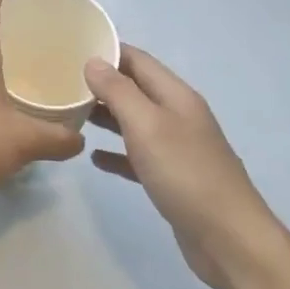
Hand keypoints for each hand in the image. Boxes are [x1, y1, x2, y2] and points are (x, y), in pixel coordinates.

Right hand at [84, 46, 283, 288]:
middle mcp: (177, 116)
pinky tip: (93, 157)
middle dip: (100, 83)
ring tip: (69, 114)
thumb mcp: (147, 125)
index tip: (69, 48)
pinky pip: (137, 156)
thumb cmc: (186, 174)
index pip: (137, 59)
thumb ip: (118, 91)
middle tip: (60, 83)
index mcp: (175, 96)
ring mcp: (176, 148)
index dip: (106, 50)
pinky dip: (116, 153)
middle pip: (134, 89)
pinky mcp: (171, 178)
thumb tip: (93, 61)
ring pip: (134, 122)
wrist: (229, 240)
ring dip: (105, 116)